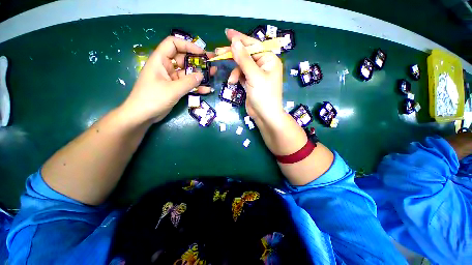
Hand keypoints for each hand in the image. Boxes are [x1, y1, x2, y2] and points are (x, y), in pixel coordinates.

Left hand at [122, 36, 216, 123]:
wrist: (143, 115)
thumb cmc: (153, 99)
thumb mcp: (172, 90)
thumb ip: (188, 82)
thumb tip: (202, 76)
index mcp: (160, 60)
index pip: (173, 44)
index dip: (188, 45)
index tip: (201, 53)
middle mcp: (166, 67)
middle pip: (183, 58)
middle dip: (198, 60)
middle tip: (211, 63)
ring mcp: (171, 78)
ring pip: (187, 73)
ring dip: (199, 74)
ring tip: (213, 74)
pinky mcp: (175, 88)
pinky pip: (187, 84)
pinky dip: (196, 86)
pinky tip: (207, 89)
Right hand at [219, 29, 283, 123]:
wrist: (265, 116)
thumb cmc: (263, 95)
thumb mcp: (254, 76)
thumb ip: (244, 59)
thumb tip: (234, 42)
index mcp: (269, 60)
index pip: (253, 45)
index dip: (240, 39)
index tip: (227, 33)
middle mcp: (264, 65)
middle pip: (246, 55)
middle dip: (234, 55)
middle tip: (218, 52)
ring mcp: (257, 75)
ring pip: (242, 66)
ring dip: (235, 71)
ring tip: (231, 80)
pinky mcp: (251, 83)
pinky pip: (241, 75)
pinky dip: (236, 77)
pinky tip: (232, 83)